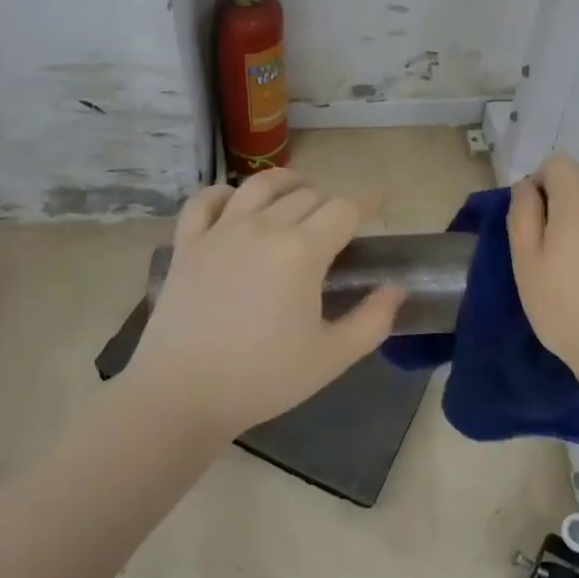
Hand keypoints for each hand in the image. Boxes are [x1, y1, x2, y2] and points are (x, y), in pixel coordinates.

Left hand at [122, 169, 405, 441]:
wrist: (182, 394)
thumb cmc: (262, 379)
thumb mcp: (331, 358)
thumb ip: (372, 320)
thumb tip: (396, 288)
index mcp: (301, 251)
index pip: (344, 209)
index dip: (368, 204)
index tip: (381, 205)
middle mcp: (262, 227)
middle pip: (307, 195)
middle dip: (332, 203)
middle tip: (341, 225)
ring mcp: (220, 230)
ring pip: (259, 186)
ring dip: (286, 183)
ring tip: (298, 194)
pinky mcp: (187, 243)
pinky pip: (205, 200)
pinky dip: (224, 193)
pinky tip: (234, 204)